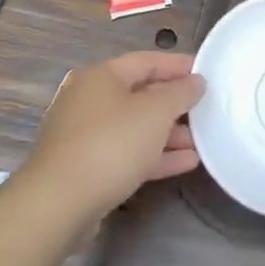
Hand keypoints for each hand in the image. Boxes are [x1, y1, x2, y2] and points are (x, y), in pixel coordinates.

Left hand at [26, 52, 204, 216]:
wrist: (58, 204)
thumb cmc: (111, 144)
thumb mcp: (156, 113)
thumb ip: (181, 93)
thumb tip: (196, 81)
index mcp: (102, 76)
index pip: (147, 61)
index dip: (178, 65)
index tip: (206, 73)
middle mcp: (89, 100)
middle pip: (140, 94)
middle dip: (174, 104)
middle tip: (205, 109)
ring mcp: (84, 135)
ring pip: (134, 127)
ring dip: (168, 133)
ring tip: (201, 141)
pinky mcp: (84, 167)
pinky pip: (126, 153)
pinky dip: (154, 155)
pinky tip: (185, 163)